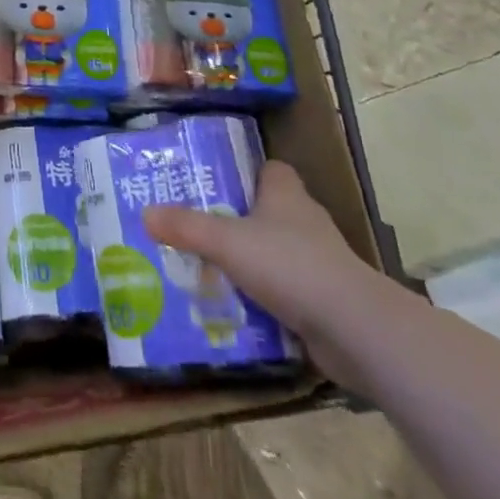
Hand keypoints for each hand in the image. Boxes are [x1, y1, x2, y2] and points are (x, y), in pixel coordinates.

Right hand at [144, 161, 384, 384]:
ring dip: (250, 261)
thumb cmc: (290, 266)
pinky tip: (236, 307)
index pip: (270, 169)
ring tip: (208, 268)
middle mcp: (305, 222)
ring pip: (276, 252)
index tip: (215, 182)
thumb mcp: (226, 242)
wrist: (354, 329)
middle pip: (268, 211)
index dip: (245, 172)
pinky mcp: (325, 300)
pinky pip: (286, 291)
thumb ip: (186, 227)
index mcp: (286, 195)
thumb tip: (145, 213)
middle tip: (198, 226)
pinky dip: (265, 297)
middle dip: (237, 219)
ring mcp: (319, 262)